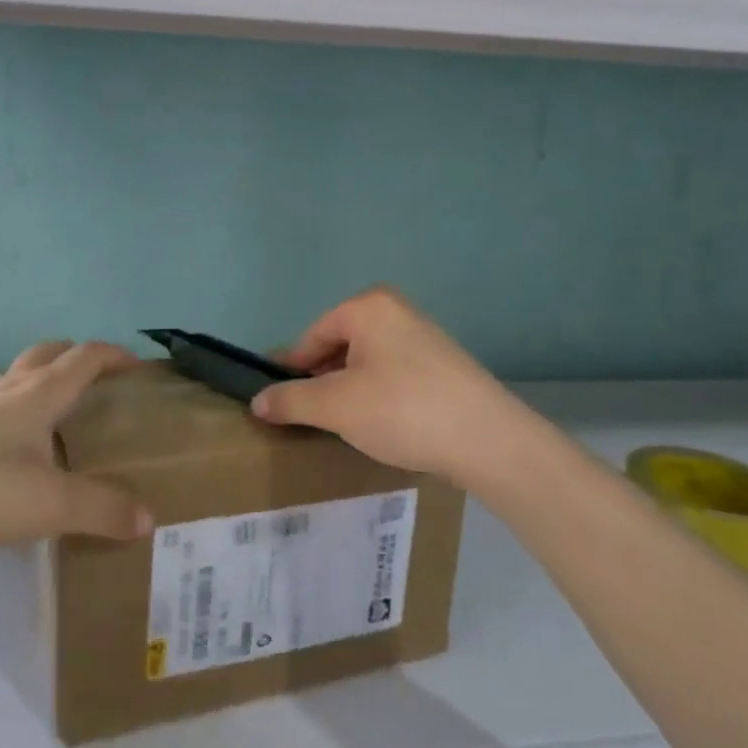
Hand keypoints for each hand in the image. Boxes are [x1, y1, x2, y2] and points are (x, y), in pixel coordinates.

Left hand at [0, 341, 153, 552]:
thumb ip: (100, 510)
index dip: (117, 356)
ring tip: (62, 422)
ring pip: (18, 380)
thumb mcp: (46, 506)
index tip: (141, 369)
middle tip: (101, 384)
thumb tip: (148, 518)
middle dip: (79, 358)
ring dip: (46, 385)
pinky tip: (15, 457)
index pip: (85, 358)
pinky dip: (17, 414)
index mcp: (37, 395)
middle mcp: (6, 391)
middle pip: (49, 354)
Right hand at [252, 287, 533, 490]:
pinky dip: (378, 395)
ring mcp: (424, 336)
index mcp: (368, 307)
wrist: (488, 440)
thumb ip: (291, 400)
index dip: (290, 369)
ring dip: (348, 390)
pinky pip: (393, 373)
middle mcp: (397, 310)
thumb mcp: (336, 407)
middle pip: (340, 345)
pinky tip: (380, 424)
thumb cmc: (402, 410)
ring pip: (367, 361)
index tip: (275, 400)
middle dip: (321, 380)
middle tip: (308, 417)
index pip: (312, 336)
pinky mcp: (444, 364)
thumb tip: (258, 402)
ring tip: (341, 424)